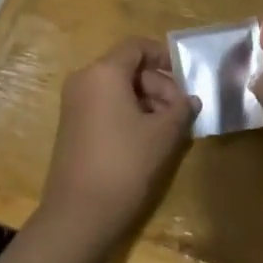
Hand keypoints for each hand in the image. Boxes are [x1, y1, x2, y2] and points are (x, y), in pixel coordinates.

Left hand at [37, 38, 198, 257]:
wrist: (78, 215)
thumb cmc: (124, 164)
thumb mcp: (162, 135)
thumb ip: (180, 110)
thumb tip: (191, 99)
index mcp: (104, 72)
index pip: (136, 47)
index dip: (162, 56)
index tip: (184, 76)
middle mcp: (84, 79)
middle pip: (127, 67)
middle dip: (157, 85)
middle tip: (180, 112)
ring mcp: (74, 102)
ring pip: (116, 87)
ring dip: (144, 100)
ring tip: (167, 129)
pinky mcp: (71, 124)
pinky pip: (104, 104)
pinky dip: (126, 112)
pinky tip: (145, 138)